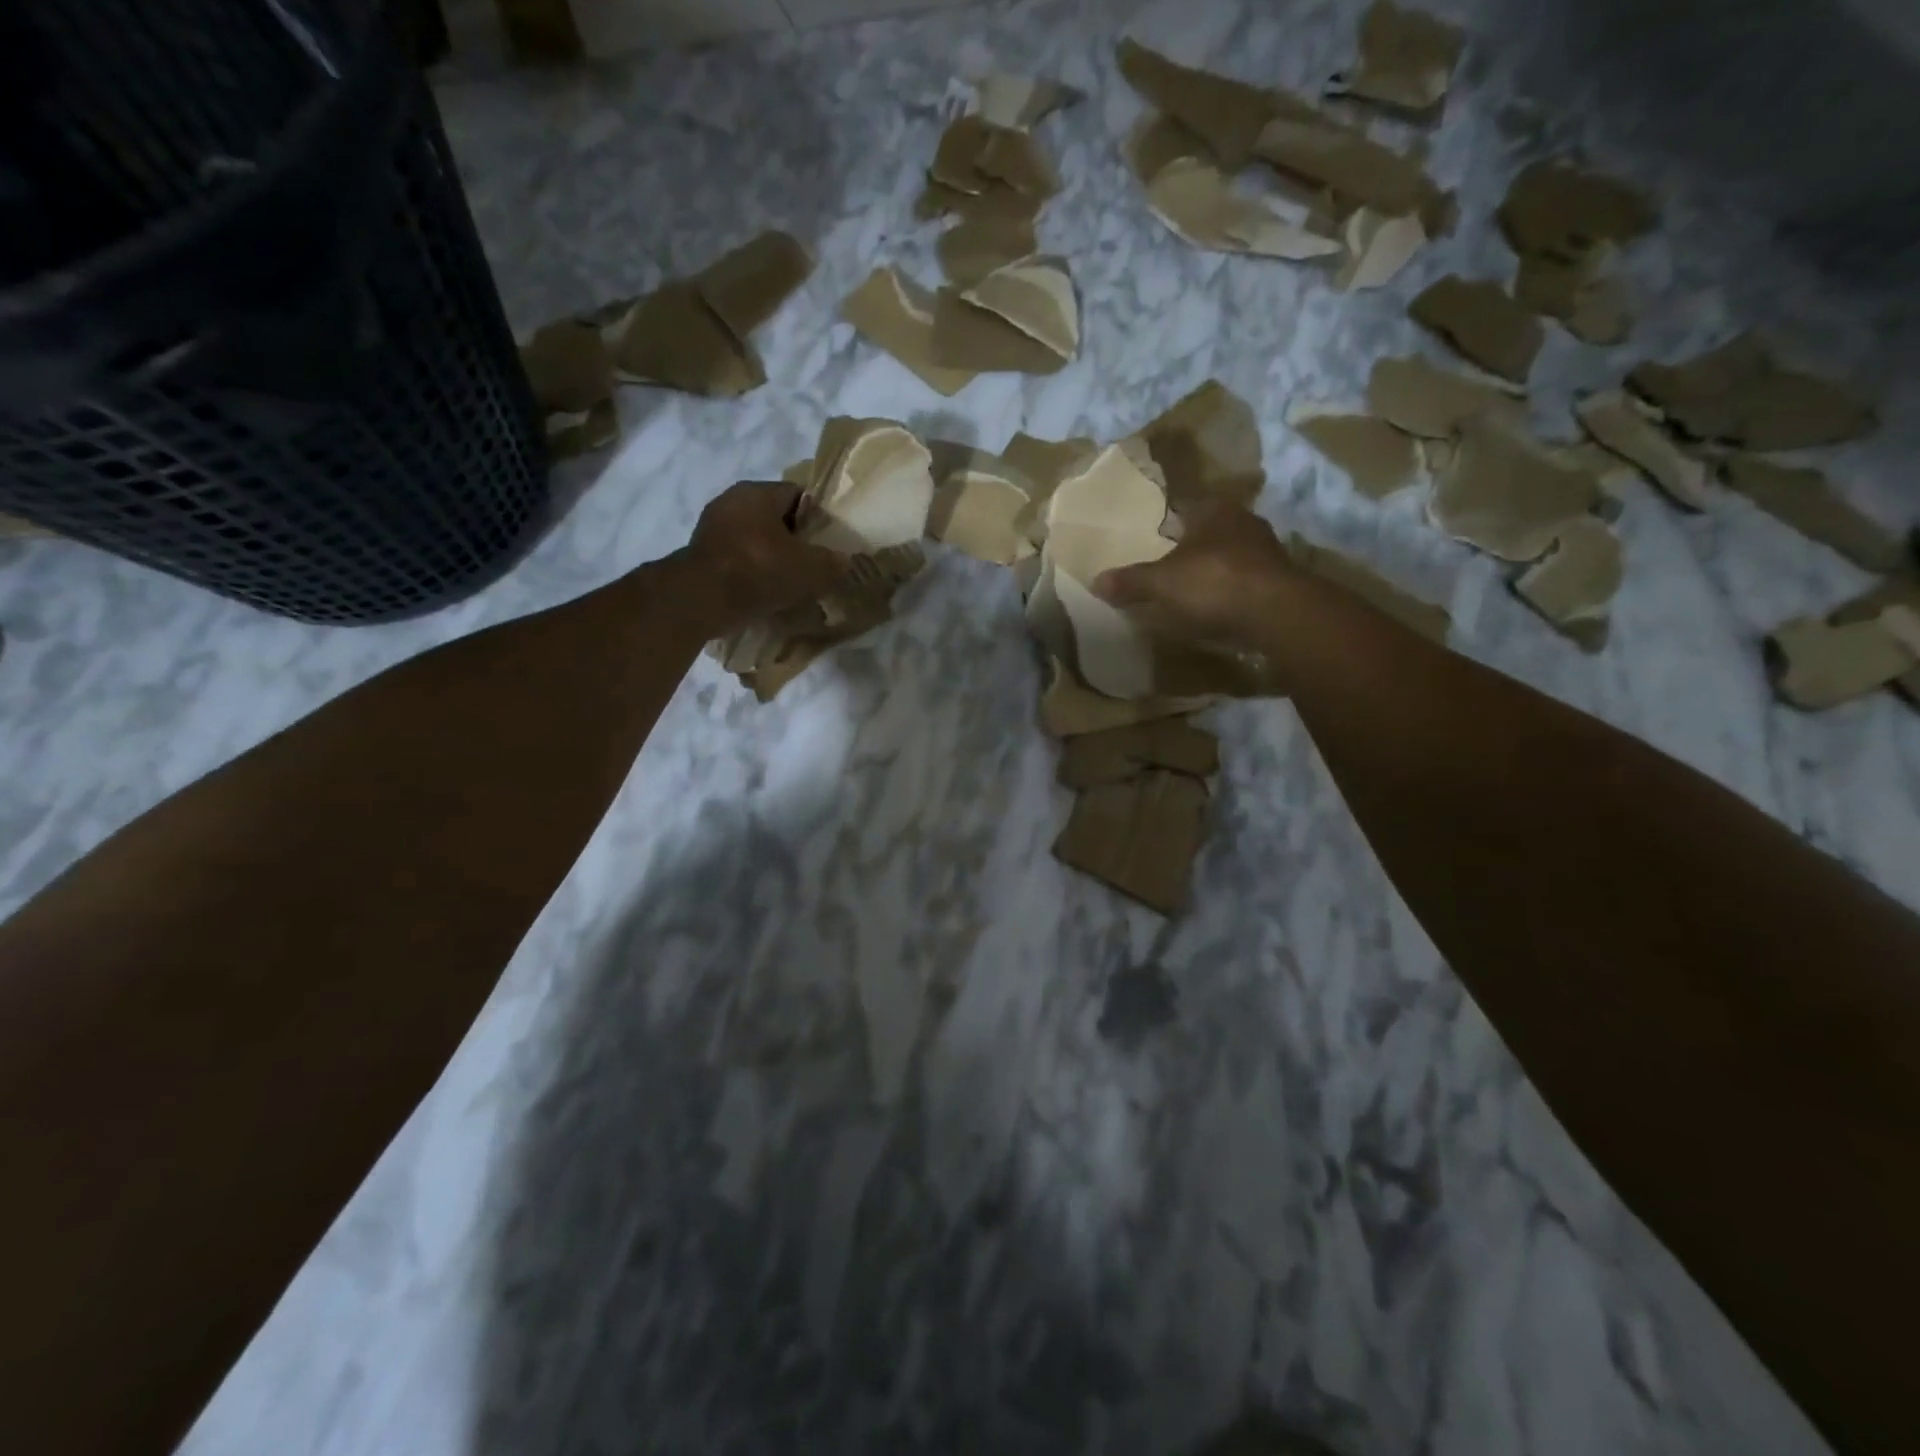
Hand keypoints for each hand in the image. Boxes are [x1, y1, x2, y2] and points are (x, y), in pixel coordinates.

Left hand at [684, 481, 844, 625]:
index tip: (831, 540)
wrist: (703, 600)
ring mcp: (712, 528)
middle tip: (815, 563)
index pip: (798, 494)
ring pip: (756, 540)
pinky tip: (767, 593)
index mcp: (758, 491)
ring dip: (772, 558)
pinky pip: (738, 560)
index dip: (818, 517)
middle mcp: (731, 501)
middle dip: (795, 540)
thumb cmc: (760, 570)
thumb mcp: (811, 568)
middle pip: (775, 518)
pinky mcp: (702, 555)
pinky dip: (753, 573)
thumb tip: (843, 561)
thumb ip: (832, 562)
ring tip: (793, 582)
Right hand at [1093, 502, 1302, 646]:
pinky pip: (1245, 581)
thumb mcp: (1160, 583)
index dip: (1167, 522)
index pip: (1185, 508)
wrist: (1275, 612)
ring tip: (1191, 589)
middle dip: (1191, 547)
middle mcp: (1244, 521)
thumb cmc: (1212, 582)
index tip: (1152, 538)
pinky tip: (1217, 607)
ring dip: (1213, 569)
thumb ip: (1130, 581)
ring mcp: (1266, 551)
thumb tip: (1095, 581)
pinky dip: (1231, 590)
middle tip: (1167, 565)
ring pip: (1230, 556)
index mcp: (1214, 510)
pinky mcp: (1280, 580)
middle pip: (1209, 532)